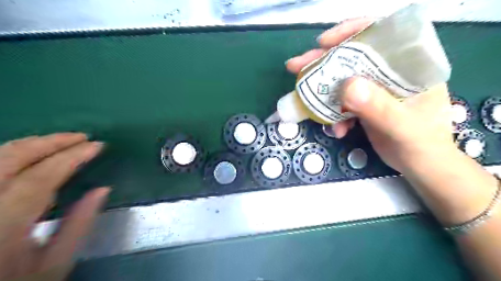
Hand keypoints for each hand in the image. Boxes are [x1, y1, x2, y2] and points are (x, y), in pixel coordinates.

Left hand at [0, 133, 107, 279]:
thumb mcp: (55, 264)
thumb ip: (79, 224)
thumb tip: (102, 189)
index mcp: (3, 225)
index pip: (42, 177)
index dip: (72, 157)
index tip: (97, 145)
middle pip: (10, 159)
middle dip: (50, 142)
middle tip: (80, 137)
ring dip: (31, 144)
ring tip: (61, 141)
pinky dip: (12, 155)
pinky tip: (32, 154)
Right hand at [285, 17, 454, 173]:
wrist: (420, 166)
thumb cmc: (421, 145)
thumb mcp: (402, 127)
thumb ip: (378, 107)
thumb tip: (346, 86)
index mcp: (409, 66)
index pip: (380, 35)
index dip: (350, 32)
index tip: (323, 43)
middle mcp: (389, 72)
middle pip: (352, 57)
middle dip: (322, 62)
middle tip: (295, 67)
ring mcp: (375, 89)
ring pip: (342, 80)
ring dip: (323, 92)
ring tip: (305, 101)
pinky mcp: (364, 104)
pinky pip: (341, 102)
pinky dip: (333, 114)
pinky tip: (336, 130)